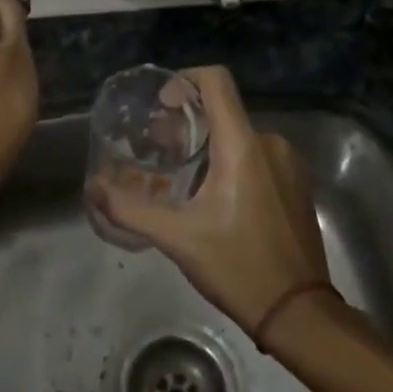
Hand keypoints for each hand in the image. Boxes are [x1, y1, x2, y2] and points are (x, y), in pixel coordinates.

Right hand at [96, 66, 329, 339]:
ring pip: (240, 136)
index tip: (163, 104)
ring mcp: (289, 163)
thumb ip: (130, 209)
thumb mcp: (177, 239)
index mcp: (242, 146)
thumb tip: (93, 188)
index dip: (185, 79)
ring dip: (210, 146)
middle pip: (224, 111)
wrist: (299, 312)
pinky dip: (233, 162)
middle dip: (188, 123)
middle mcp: (270, 143)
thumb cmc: (237, 267)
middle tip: (160, 151)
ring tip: (183, 177)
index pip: (216, 81)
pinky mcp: (298, 184)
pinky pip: (259, 156)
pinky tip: (216, 197)